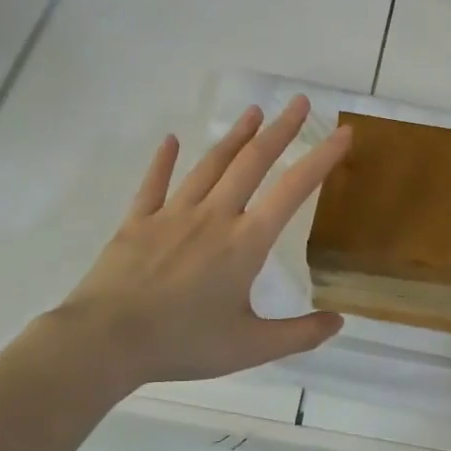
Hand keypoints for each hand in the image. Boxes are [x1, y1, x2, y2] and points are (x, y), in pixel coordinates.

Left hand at [50, 95, 349, 387]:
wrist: (107, 340)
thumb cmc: (183, 343)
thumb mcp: (251, 347)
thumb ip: (299, 334)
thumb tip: (339, 321)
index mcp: (245, 243)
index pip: (292, 190)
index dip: (321, 159)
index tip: (342, 133)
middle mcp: (213, 216)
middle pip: (252, 162)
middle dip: (280, 130)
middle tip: (300, 102)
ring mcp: (172, 214)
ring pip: (210, 165)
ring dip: (235, 136)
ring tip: (254, 112)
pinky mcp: (137, 222)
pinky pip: (154, 184)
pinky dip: (163, 161)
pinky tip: (170, 141)